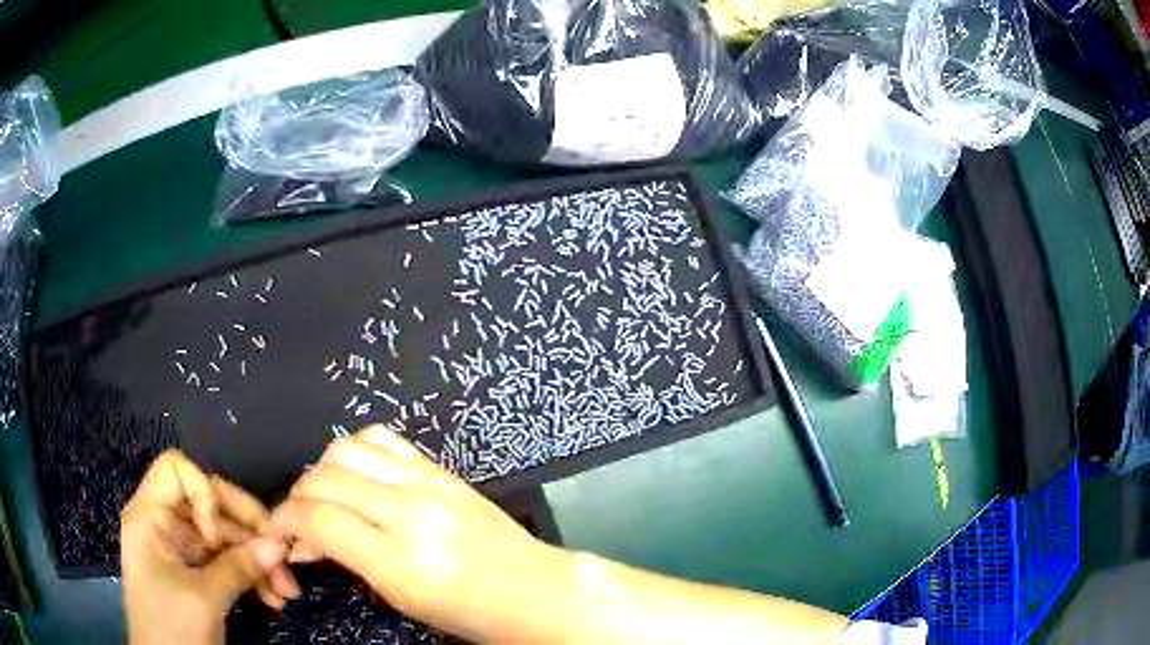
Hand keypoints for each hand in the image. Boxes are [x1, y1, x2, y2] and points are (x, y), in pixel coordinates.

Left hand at [121, 450, 299, 644]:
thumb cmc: (172, 628)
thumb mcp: (204, 599)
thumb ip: (238, 567)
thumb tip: (278, 545)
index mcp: (150, 515)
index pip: (177, 469)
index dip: (205, 493)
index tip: (222, 536)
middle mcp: (164, 523)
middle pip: (209, 503)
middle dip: (248, 532)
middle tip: (283, 560)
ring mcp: (180, 549)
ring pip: (225, 536)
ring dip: (257, 560)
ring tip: (285, 591)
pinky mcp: (194, 572)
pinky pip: (227, 561)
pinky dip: (251, 576)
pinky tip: (273, 598)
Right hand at [269, 425, 569, 641]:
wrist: (530, 588)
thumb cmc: (466, 611)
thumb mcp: (399, 598)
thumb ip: (348, 561)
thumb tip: (303, 542)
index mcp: (398, 558)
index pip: (318, 519)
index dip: (283, 521)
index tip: (276, 532)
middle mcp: (409, 510)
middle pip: (324, 479)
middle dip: (297, 497)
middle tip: (298, 520)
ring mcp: (427, 481)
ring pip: (346, 450)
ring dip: (322, 471)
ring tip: (326, 497)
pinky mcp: (440, 468)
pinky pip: (382, 439)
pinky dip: (355, 450)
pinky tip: (356, 474)